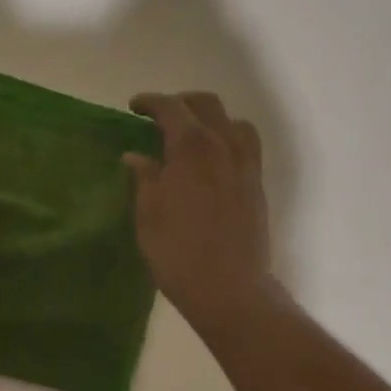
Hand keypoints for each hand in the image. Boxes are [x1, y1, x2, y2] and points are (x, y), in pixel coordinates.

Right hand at [125, 92, 272, 328]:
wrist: (229, 288)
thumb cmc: (177, 252)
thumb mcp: (148, 215)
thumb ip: (144, 178)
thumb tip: (136, 156)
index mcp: (191, 148)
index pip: (171, 108)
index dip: (150, 102)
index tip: (134, 107)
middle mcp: (223, 146)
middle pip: (207, 105)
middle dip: (181, 103)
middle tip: (159, 117)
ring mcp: (245, 164)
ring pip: (233, 121)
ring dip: (210, 118)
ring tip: (192, 134)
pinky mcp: (257, 184)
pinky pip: (247, 145)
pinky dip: (228, 138)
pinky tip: (214, 159)